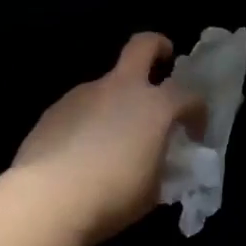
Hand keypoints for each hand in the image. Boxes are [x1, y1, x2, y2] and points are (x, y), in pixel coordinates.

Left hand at [9, 33, 204, 245]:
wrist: (48, 198)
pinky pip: (82, 106)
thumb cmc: (112, 195)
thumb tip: (158, 160)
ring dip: (117, 99)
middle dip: (158, 47)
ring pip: (108, 83)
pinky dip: (89, 119)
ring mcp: (84, 94)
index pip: (189, 94)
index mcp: (154, 106)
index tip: (194, 133)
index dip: (198, 111)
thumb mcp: (152, 190)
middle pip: (143, 46)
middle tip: (164, 60)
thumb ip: (160, 166)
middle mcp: (120, 89)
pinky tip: (81, 150)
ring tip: (113, 136)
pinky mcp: (56, 108)